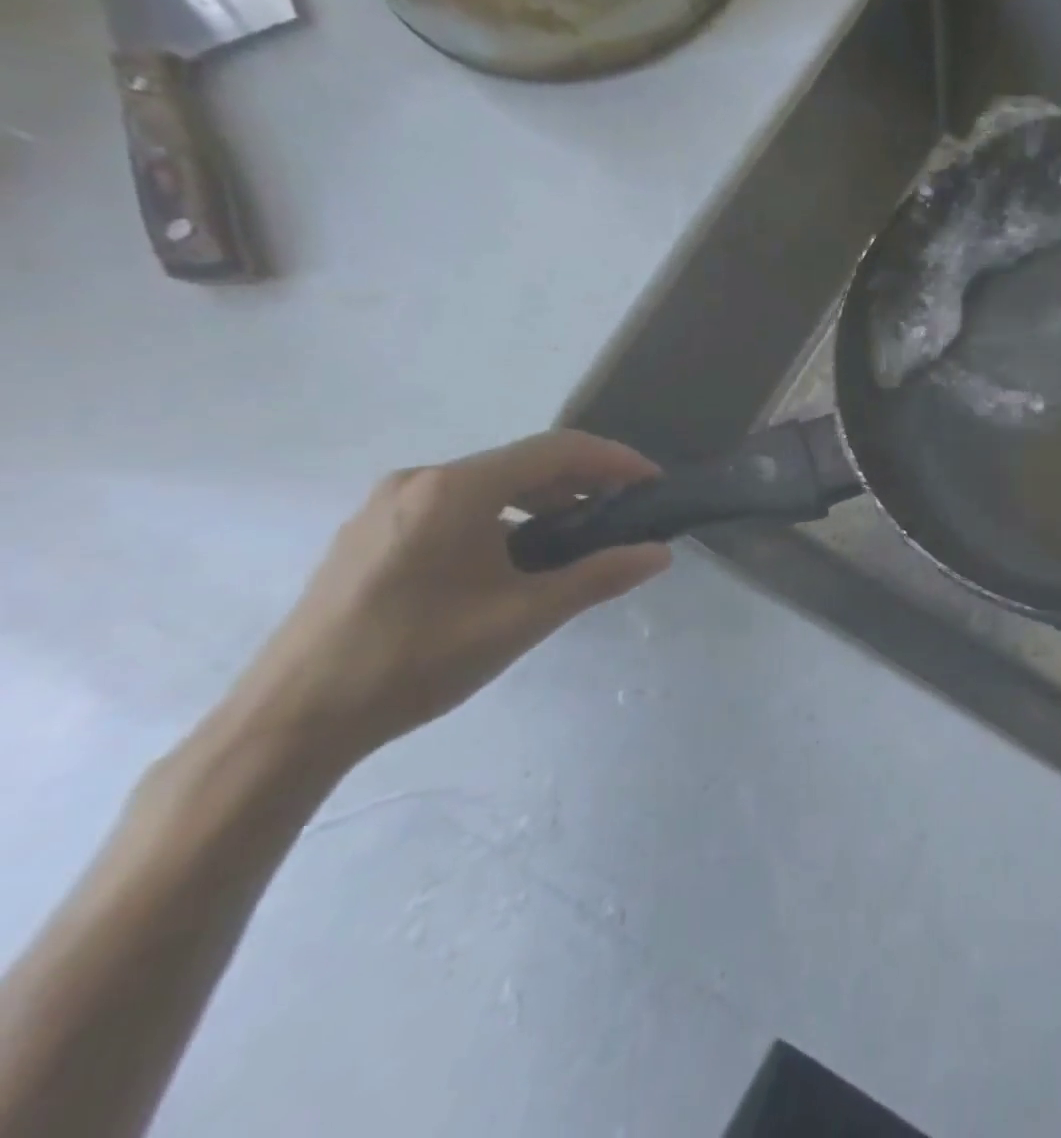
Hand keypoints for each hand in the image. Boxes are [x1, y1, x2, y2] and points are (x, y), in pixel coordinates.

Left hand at [233, 432, 669, 769]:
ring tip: (577, 539)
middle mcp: (418, 481)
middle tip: (623, 514)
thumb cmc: (416, 659)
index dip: (614, 460)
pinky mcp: (371, 533)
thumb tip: (659, 554)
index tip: (653, 483)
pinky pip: (455, 506)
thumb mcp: (523, 617)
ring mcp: (387, 505)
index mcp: (455, 489)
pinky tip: (514, 560)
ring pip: (488, 485)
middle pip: (521, 463)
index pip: (555, 449)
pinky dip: (502, 518)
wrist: (290, 722)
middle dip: (581, 482)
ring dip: (542, 501)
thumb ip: (598, 577)